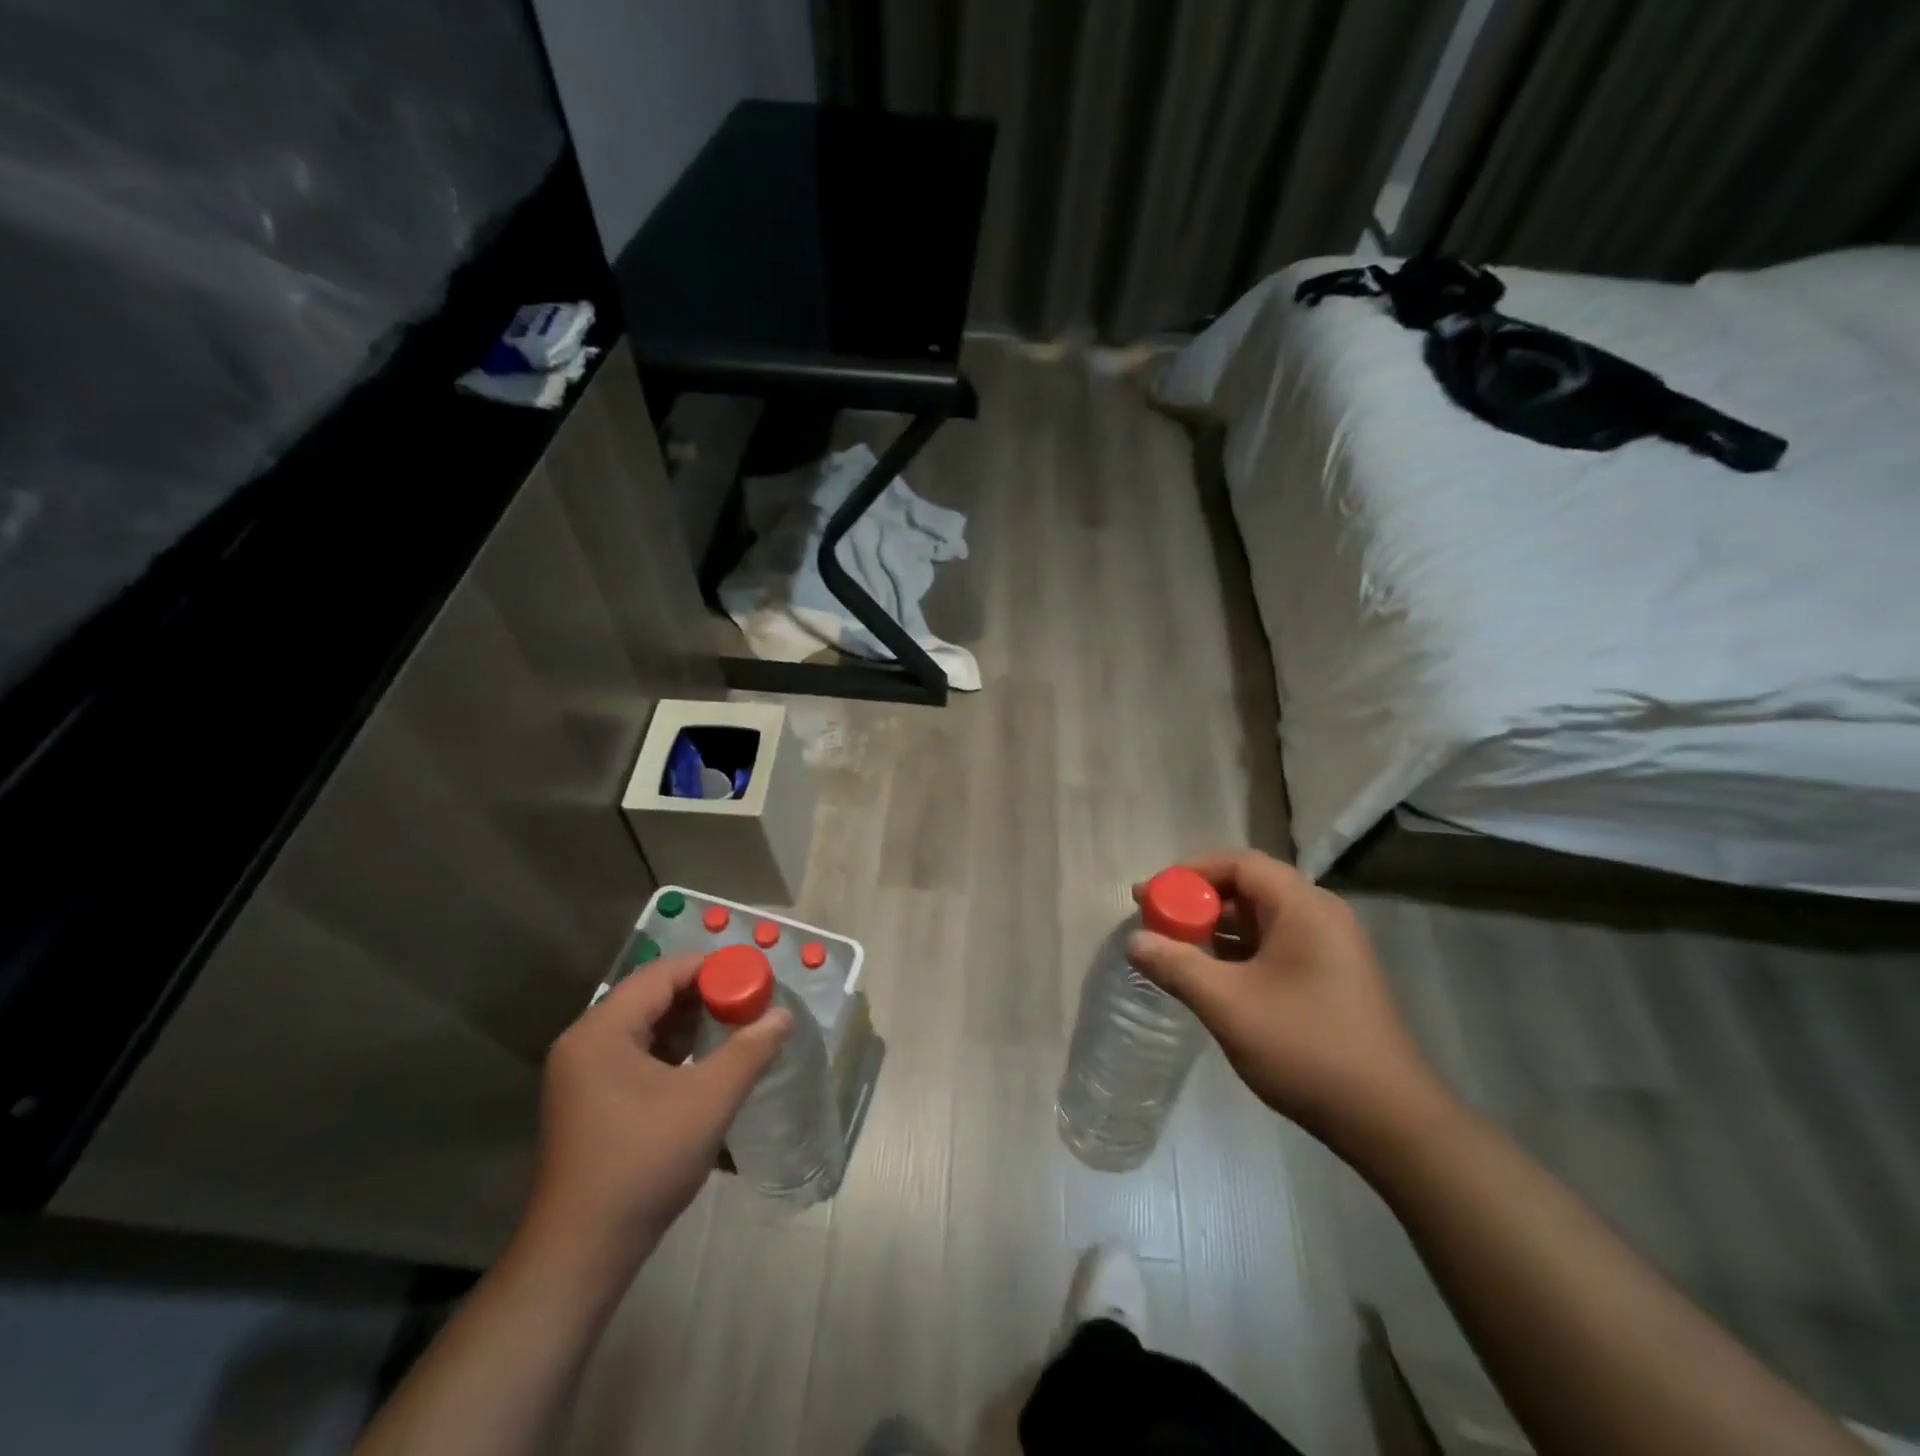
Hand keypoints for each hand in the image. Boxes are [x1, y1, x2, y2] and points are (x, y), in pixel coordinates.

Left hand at [519, 955, 789, 1268]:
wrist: (581, 1255)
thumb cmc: (642, 1166)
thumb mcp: (707, 1103)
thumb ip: (749, 1051)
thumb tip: (783, 1015)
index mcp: (601, 1032)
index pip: (662, 975)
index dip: (711, 969)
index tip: (754, 977)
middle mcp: (585, 1043)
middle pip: (652, 996)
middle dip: (705, 996)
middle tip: (751, 1002)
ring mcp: (583, 1074)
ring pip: (646, 1026)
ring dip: (691, 1024)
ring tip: (737, 1028)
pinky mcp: (590, 1100)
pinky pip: (637, 1055)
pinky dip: (674, 1051)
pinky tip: (707, 1064)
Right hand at [1128, 851, 1454, 1159]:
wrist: (1389, 1121)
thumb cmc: (1306, 1048)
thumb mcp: (1228, 1005)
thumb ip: (1177, 966)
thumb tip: (1134, 940)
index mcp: (1303, 907)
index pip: (1238, 864)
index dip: (1189, 873)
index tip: (1151, 895)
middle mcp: (1319, 916)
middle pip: (1247, 888)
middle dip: (1197, 901)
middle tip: (1154, 920)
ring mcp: (1327, 948)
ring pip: (1258, 920)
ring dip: (1214, 929)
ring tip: (1171, 948)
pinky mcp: (1327, 978)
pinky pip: (1272, 947)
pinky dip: (1236, 953)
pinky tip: (1207, 976)